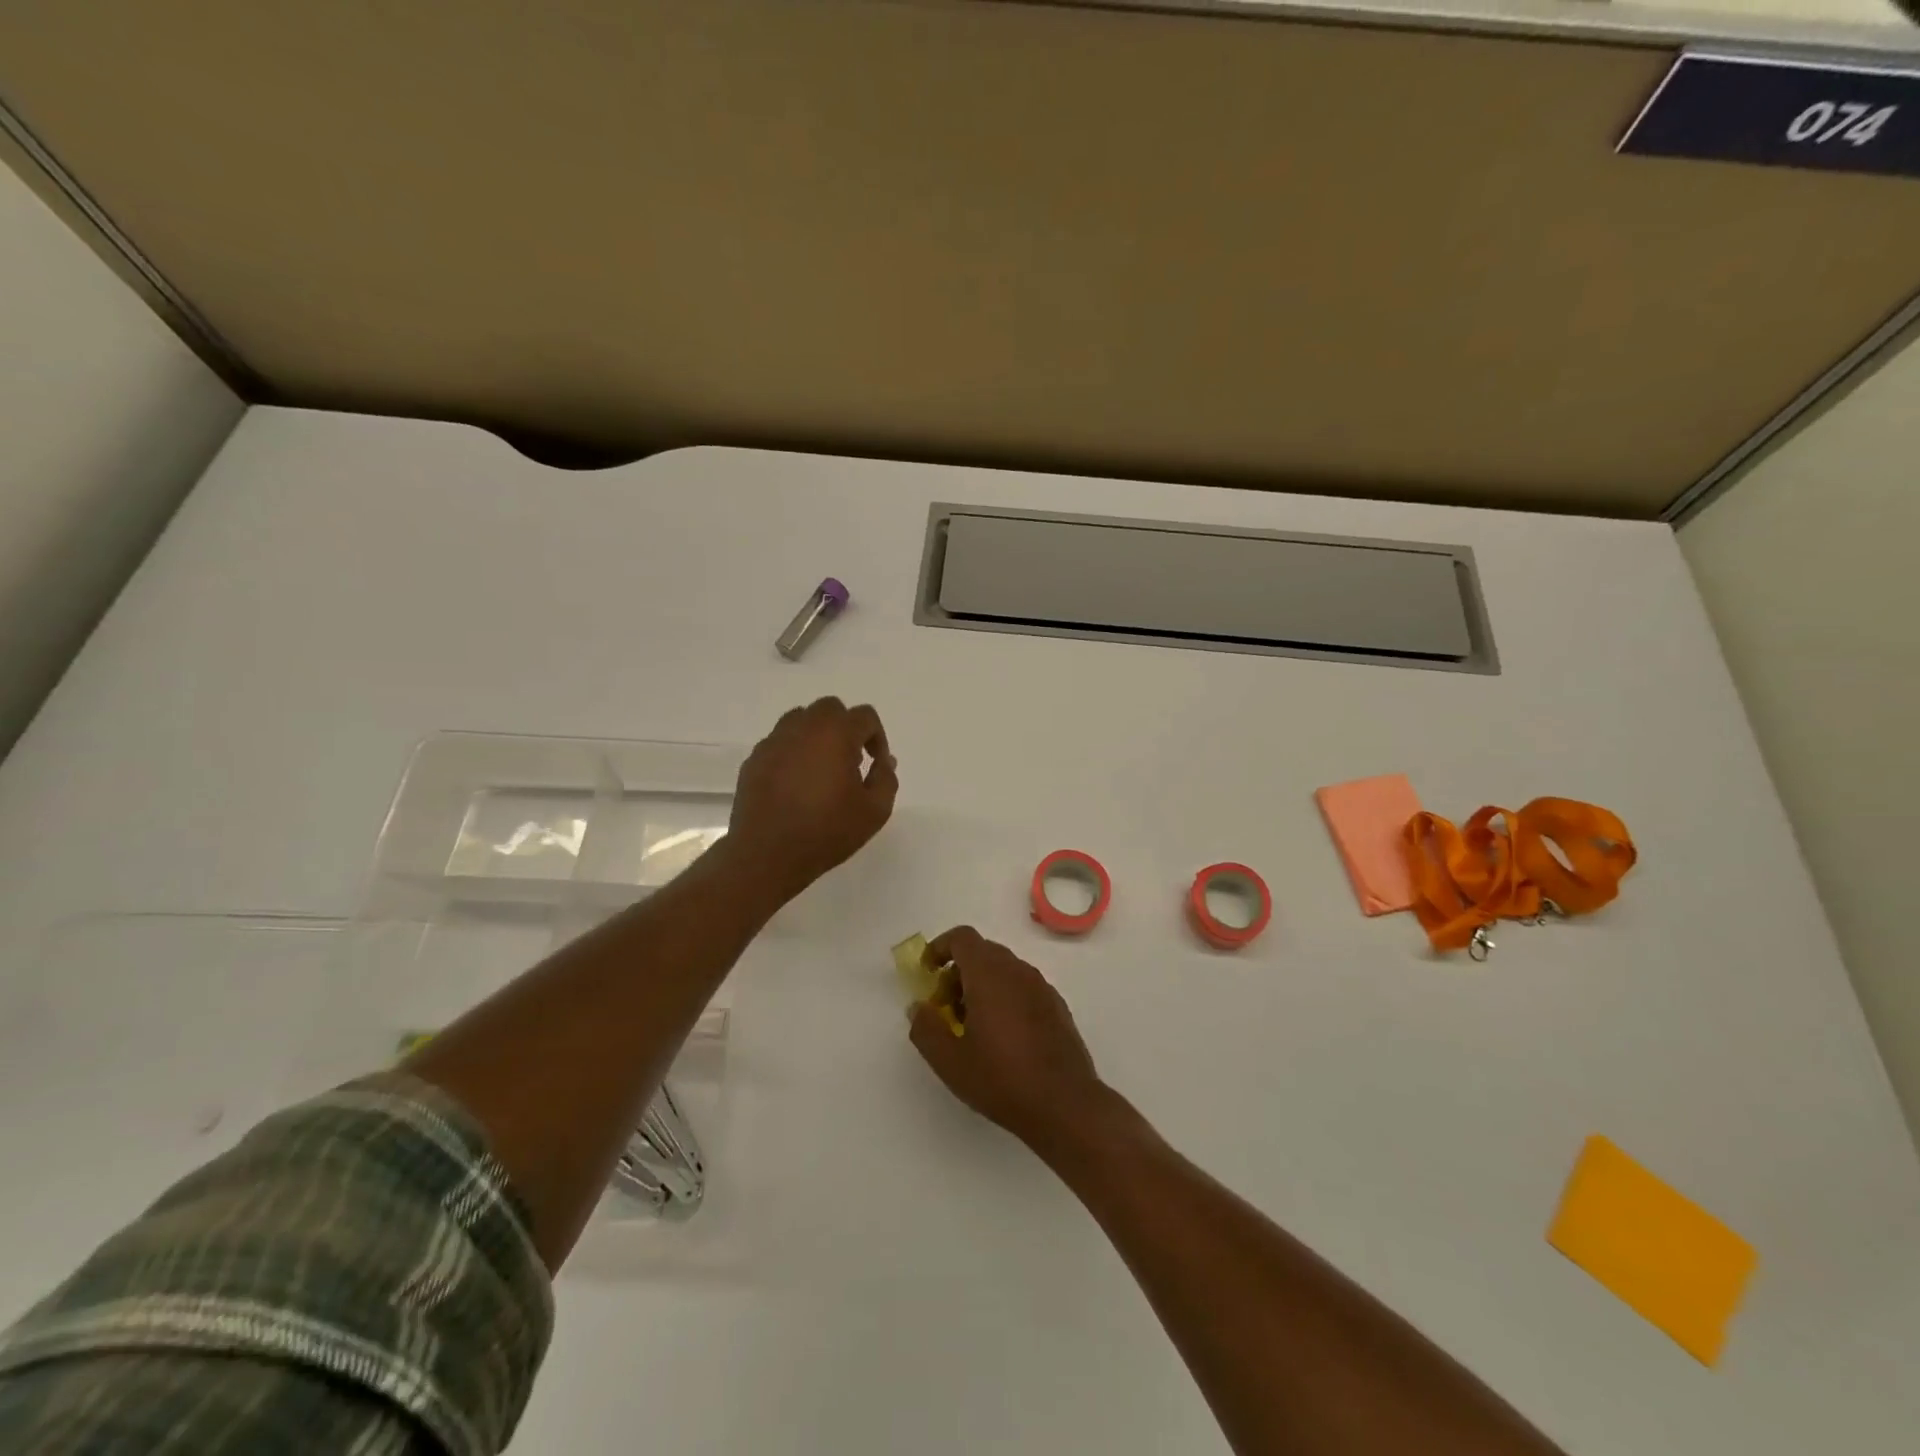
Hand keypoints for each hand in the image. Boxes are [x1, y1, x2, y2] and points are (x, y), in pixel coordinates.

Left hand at [726, 697, 897, 898]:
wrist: (767, 855)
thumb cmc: (827, 831)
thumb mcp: (874, 811)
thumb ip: (885, 779)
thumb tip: (884, 761)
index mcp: (835, 734)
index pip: (864, 716)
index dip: (877, 737)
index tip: (876, 764)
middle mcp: (803, 728)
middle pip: (830, 709)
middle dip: (846, 728)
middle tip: (850, 762)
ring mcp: (774, 742)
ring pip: (800, 720)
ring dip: (817, 735)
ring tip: (822, 769)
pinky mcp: (754, 759)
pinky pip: (779, 743)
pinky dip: (793, 752)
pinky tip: (796, 784)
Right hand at [909, 926, 1106, 1149]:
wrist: (1064, 1104)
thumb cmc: (1001, 1079)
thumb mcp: (949, 1061)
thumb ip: (926, 1028)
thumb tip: (919, 1007)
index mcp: (989, 974)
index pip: (962, 938)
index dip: (940, 947)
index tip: (928, 973)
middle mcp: (1018, 970)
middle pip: (983, 951)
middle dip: (958, 971)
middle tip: (946, 1007)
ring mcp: (1041, 987)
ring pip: (1004, 969)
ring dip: (982, 985)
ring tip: (973, 1025)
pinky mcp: (1057, 1006)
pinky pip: (1023, 987)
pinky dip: (1005, 996)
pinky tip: (1003, 1036)